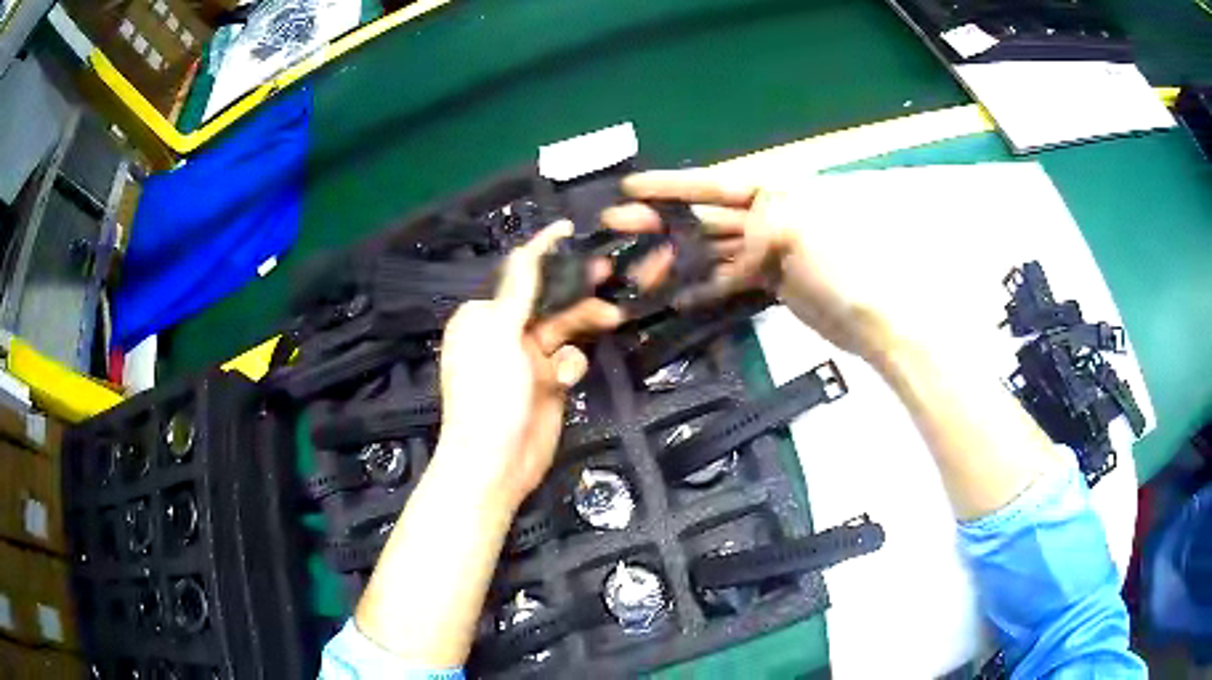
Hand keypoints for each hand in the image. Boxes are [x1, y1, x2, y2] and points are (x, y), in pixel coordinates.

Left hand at [435, 222, 623, 509]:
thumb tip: (523, 250)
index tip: (569, 229)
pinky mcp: (549, 383)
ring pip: (565, 327)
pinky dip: (572, 365)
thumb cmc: (489, 395)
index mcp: (483, 317)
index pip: (517, 275)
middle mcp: (505, 333)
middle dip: (576, 287)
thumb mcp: (500, 337)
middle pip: (547, 299)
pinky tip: (568, 379)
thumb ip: (517, 293)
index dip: (544, 251)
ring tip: (614, 316)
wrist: (497, 463)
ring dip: (585, 322)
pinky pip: (569, 359)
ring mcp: (528, 360)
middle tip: (609, 270)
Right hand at [603, 169, 960, 362]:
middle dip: (661, 221)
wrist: (869, 319)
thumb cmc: (841, 266)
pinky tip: (676, 295)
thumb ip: (750, 233)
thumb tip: (721, 257)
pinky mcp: (767, 282)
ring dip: (676, 260)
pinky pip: (725, 280)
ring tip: (639, 275)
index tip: (630, 189)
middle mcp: (766, 216)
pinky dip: (703, 287)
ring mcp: (766, 251)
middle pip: (705, 216)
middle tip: (616, 226)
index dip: (670, 186)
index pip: (714, 185)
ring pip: (710, 250)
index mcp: (774, 193)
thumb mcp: (796, 233)